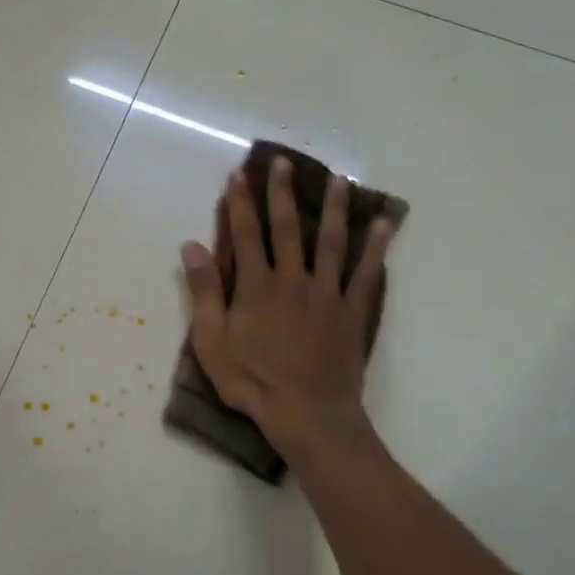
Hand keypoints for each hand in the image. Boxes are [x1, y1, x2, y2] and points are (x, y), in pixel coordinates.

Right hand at [179, 159, 390, 459]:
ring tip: (339, 179)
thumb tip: (192, 246)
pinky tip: (383, 225)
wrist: (306, 412)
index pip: (246, 234)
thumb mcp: (211, 340)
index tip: (239, 175)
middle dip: (282, 193)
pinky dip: (375, 248)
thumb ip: (203, 291)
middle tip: (282, 162)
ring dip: (333, 208)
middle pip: (288, 228)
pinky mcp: (351, 311)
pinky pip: (366, 274)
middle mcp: (292, 279)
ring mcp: (326, 293)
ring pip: (330, 242)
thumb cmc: (251, 380)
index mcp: (256, 286)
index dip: (241, 203)